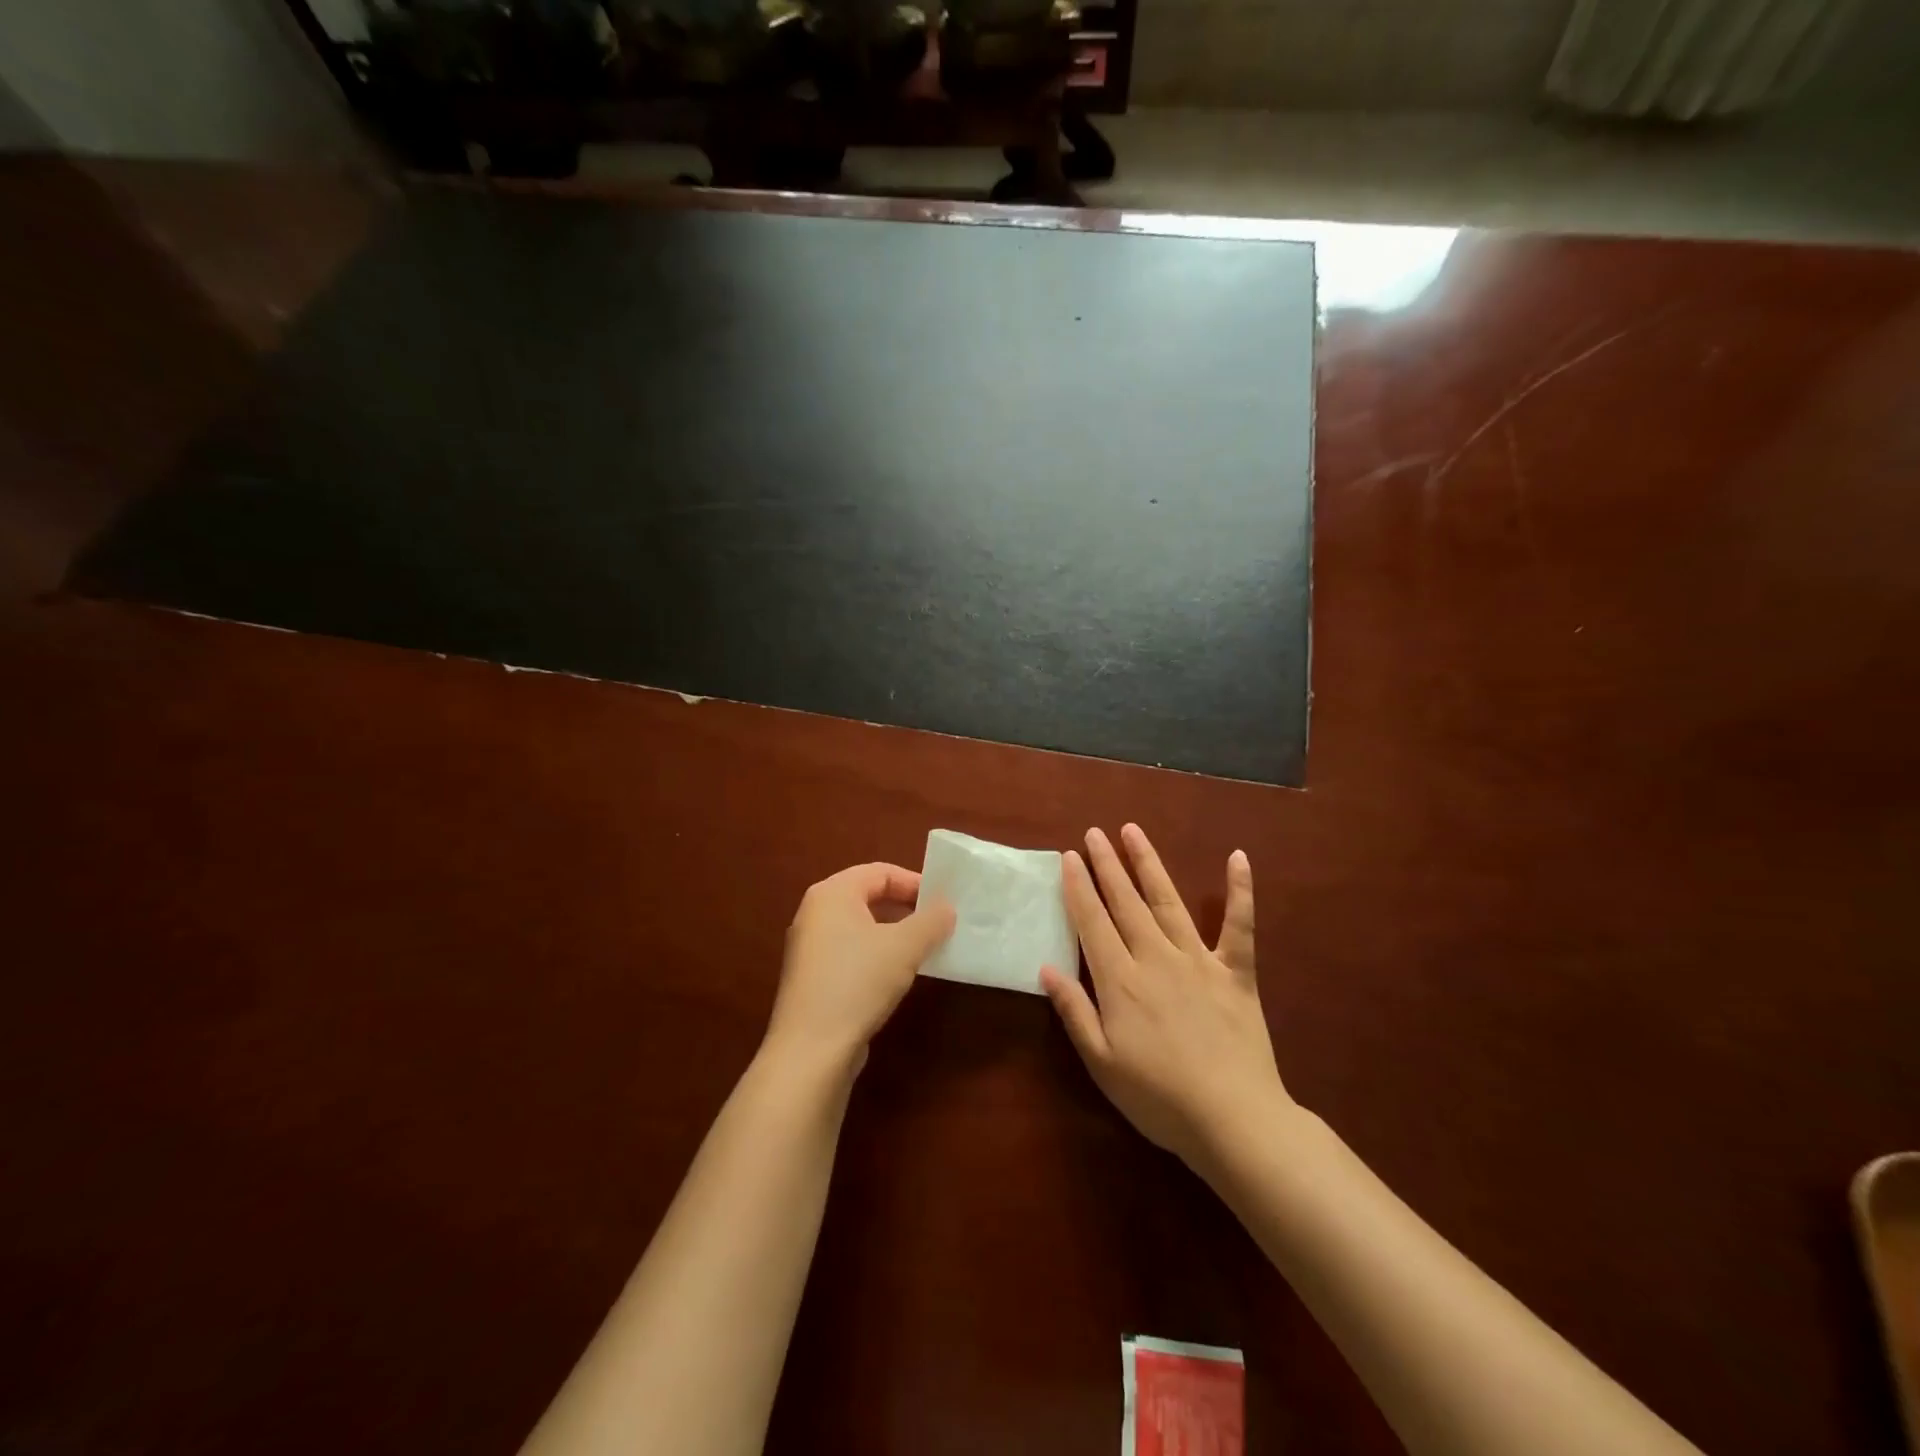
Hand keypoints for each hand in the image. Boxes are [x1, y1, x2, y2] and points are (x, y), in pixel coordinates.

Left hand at [765, 862, 955, 1075]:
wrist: (810, 1051)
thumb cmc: (857, 982)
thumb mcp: (904, 947)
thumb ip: (931, 921)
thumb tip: (947, 908)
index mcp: (831, 894)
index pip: (880, 872)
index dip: (915, 883)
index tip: (944, 902)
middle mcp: (815, 914)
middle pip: (868, 897)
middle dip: (906, 908)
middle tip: (938, 924)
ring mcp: (810, 948)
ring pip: (861, 927)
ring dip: (894, 934)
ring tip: (924, 950)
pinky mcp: (812, 979)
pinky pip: (851, 953)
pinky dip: (877, 956)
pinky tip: (897, 977)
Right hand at [1040, 824, 1289, 1169]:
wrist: (1233, 1120)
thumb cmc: (1158, 1098)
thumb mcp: (1101, 1062)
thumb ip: (1074, 1010)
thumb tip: (1046, 966)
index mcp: (1121, 980)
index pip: (1092, 922)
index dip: (1078, 887)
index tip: (1069, 857)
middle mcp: (1156, 957)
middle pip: (1125, 902)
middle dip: (1107, 865)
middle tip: (1094, 832)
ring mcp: (1199, 960)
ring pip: (1168, 901)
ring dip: (1149, 864)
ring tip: (1133, 831)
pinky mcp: (1236, 972)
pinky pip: (1240, 926)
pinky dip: (1241, 891)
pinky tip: (1237, 857)